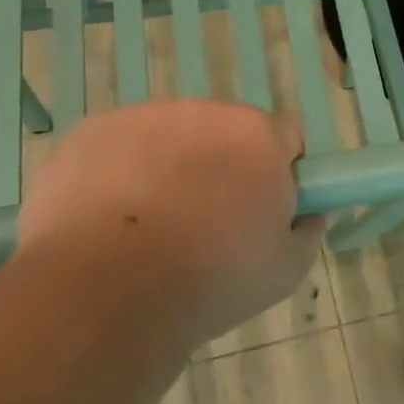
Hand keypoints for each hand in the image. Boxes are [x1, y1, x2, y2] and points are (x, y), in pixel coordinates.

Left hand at [16, 100, 324, 349]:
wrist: (105, 291)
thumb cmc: (210, 279)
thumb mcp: (284, 271)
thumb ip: (307, 233)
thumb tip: (310, 214)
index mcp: (259, 136)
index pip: (285, 136)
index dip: (279, 171)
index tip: (263, 208)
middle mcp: (205, 111)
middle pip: (225, 132)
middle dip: (222, 165)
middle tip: (206, 222)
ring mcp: (144, 117)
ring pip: (171, 136)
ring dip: (171, 166)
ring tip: (149, 226)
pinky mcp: (92, 132)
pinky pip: (120, 146)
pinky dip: (120, 172)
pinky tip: (107, 219)